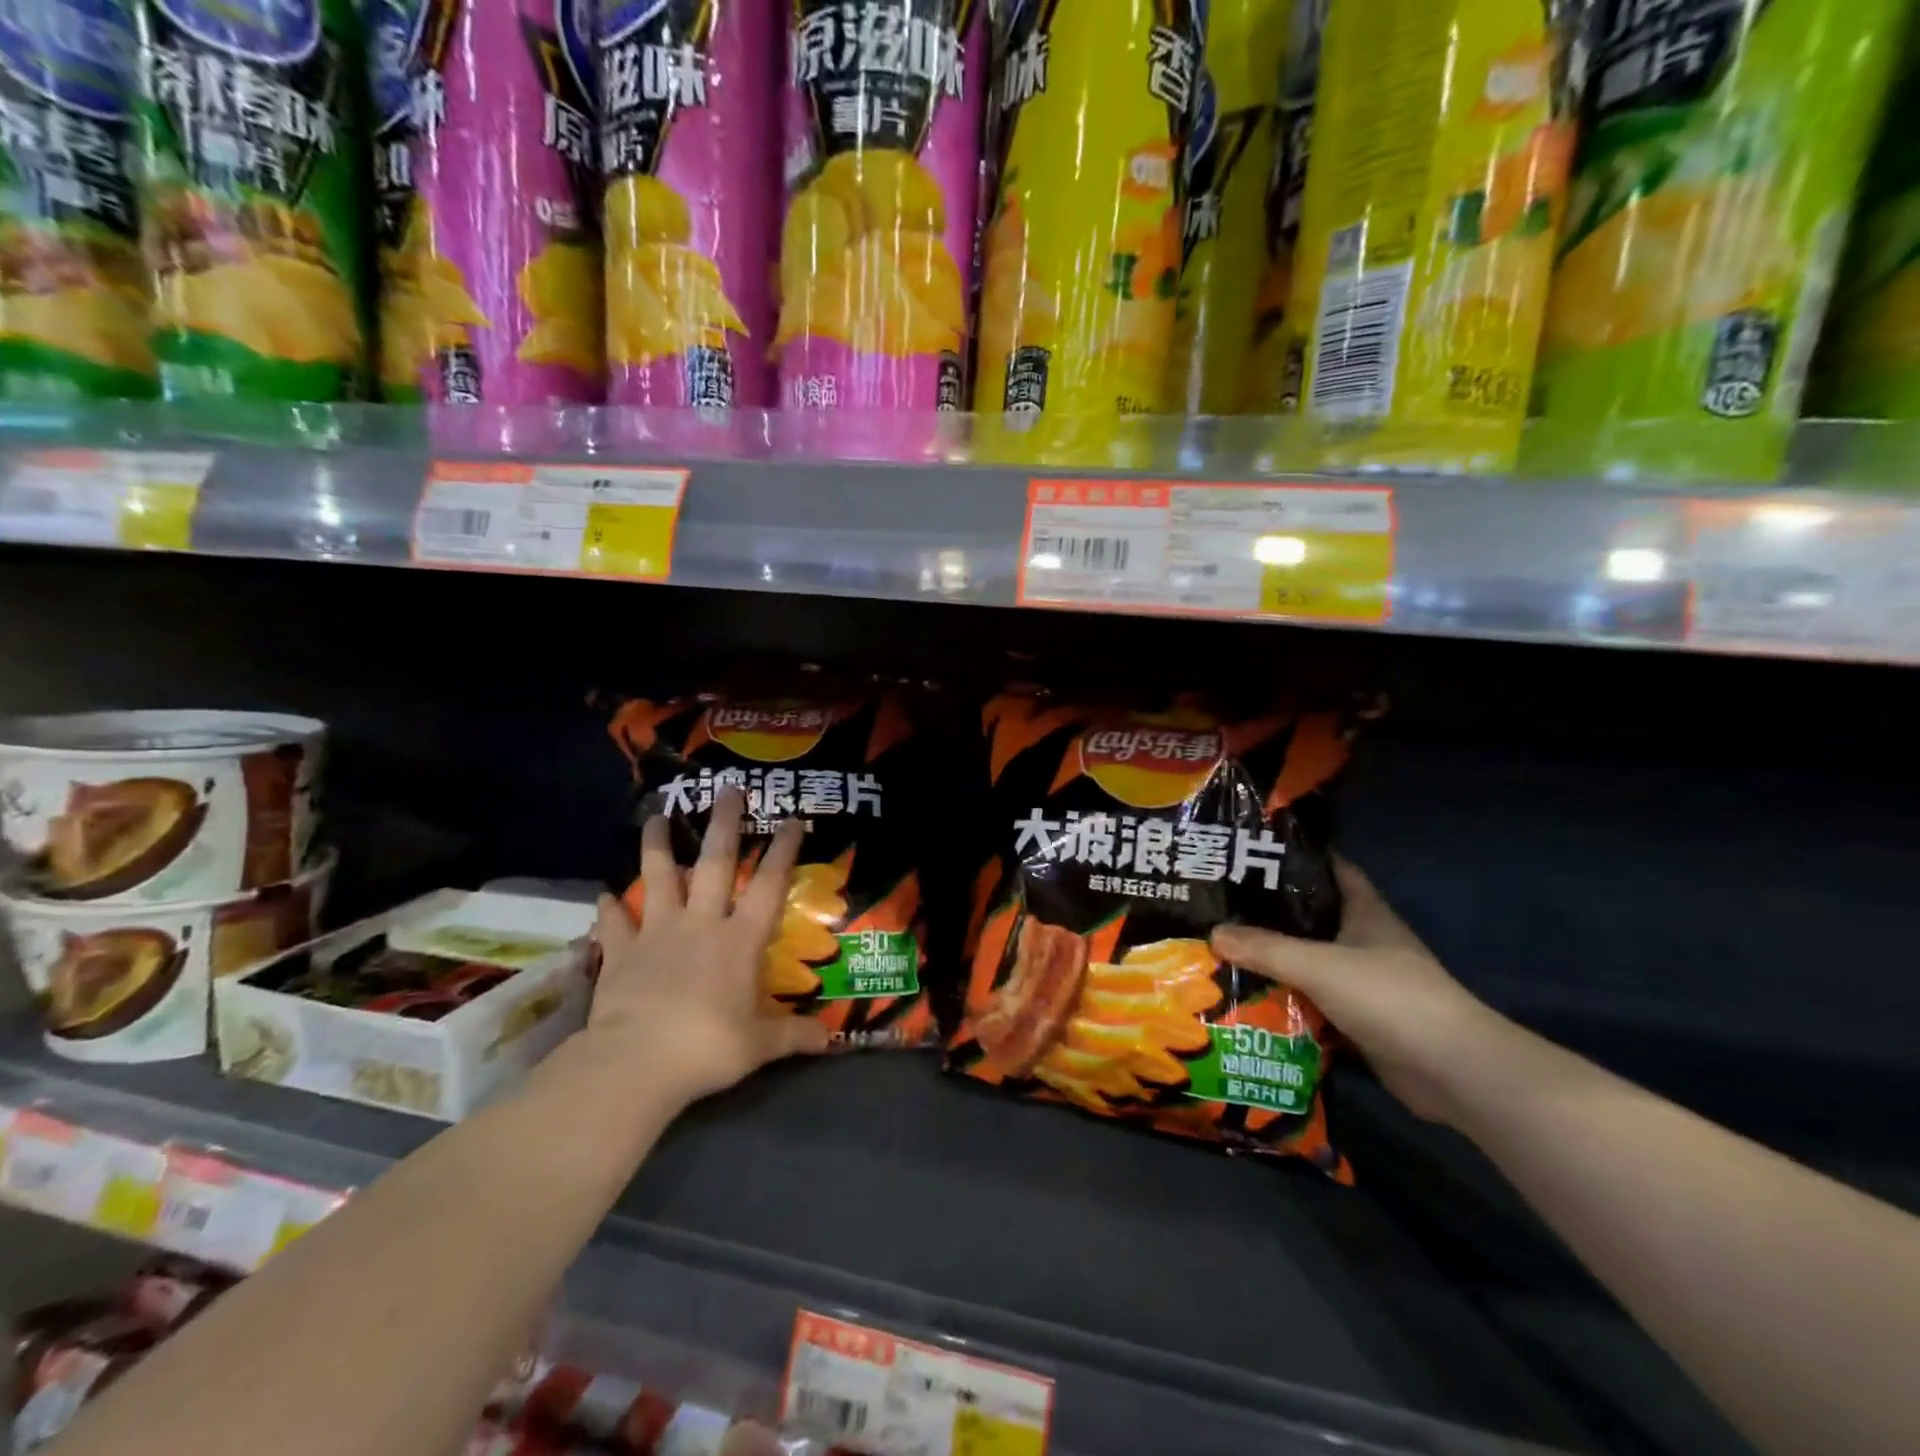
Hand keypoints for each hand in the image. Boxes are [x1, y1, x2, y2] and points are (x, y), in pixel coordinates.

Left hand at [587, 789, 829, 1103]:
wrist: (637, 1062)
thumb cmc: (708, 1047)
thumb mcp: (760, 1045)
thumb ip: (794, 1035)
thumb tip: (831, 1040)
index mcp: (739, 940)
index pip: (769, 885)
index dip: (783, 851)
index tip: (792, 819)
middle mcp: (700, 924)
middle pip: (714, 863)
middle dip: (723, 824)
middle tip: (726, 789)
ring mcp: (657, 934)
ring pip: (657, 877)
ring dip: (656, 845)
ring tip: (655, 816)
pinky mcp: (621, 953)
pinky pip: (615, 923)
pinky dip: (609, 909)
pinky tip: (603, 896)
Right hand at [1211, 859, 1513, 1126]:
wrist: (1453, 1071)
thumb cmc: (1390, 997)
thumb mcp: (1319, 965)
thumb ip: (1265, 949)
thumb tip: (1212, 933)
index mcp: (1365, 912)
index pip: (1330, 869)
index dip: (1297, 858)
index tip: (1252, 852)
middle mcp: (1364, 940)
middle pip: (1312, 917)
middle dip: (1270, 912)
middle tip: (1221, 904)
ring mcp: (1364, 982)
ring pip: (1309, 961)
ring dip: (1274, 959)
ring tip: (1223, 947)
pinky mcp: (1360, 1019)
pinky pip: (1313, 1000)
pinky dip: (1286, 999)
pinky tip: (1248, 996)